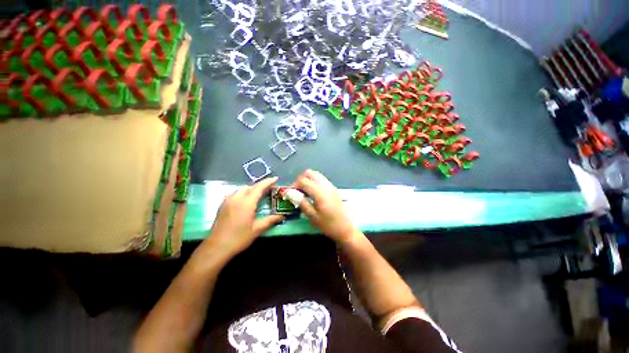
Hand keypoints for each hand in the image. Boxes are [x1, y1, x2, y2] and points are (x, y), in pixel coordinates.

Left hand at [202, 177, 283, 259]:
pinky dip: (243, 193)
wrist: (217, 247)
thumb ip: (271, 220)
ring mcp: (228, 200)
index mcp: (247, 202)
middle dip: (260, 186)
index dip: (268, 182)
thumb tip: (282, 215)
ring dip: (251, 189)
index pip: (259, 187)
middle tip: (269, 189)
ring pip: (242, 189)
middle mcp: (237, 198)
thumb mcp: (257, 229)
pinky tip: (245, 201)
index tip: (276, 178)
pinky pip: (235, 193)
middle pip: (250, 186)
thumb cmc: (239, 238)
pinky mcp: (223, 205)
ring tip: (258, 194)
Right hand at [292, 170, 357, 243]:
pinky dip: (314, 182)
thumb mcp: (313, 217)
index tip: (290, 193)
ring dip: (308, 180)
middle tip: (297, 190)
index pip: (304, 181)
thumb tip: (291, 193)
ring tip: (303, 191)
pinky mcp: (334, 189)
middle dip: (301, 179)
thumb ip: (302, 203)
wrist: (346, 229)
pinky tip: (312, 193)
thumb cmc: (328, 225)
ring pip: (317, 175)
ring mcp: (331, 186)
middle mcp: (326, 186)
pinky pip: (322, 180)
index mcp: (320, 193)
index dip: (294, 185)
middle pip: (311, 173)